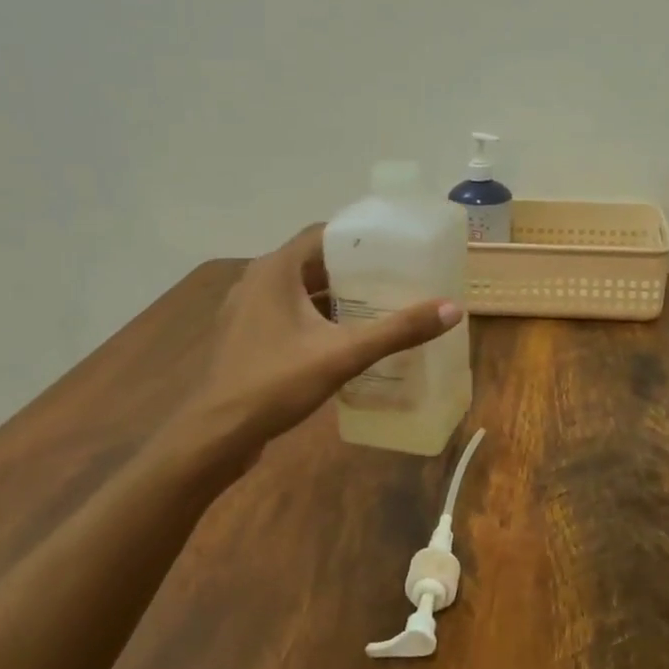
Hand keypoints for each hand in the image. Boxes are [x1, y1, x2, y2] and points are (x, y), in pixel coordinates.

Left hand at [147, 225, 461, 470]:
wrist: (216, 434)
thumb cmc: (275, 383)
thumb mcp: (344, 354)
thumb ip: (397, 331)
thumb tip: (452, 309)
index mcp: (275, 270)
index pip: (321, 233)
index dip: (358, 236)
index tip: (394, 246)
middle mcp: (257, 281)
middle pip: (312, 262)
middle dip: (353, 268)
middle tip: (395, 277)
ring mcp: (247, 310)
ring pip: (299, 290)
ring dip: (335, 295)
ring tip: (378, 304)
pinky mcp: (246, 337)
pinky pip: (288, 313)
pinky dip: (316, 317)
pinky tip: (344, 337)